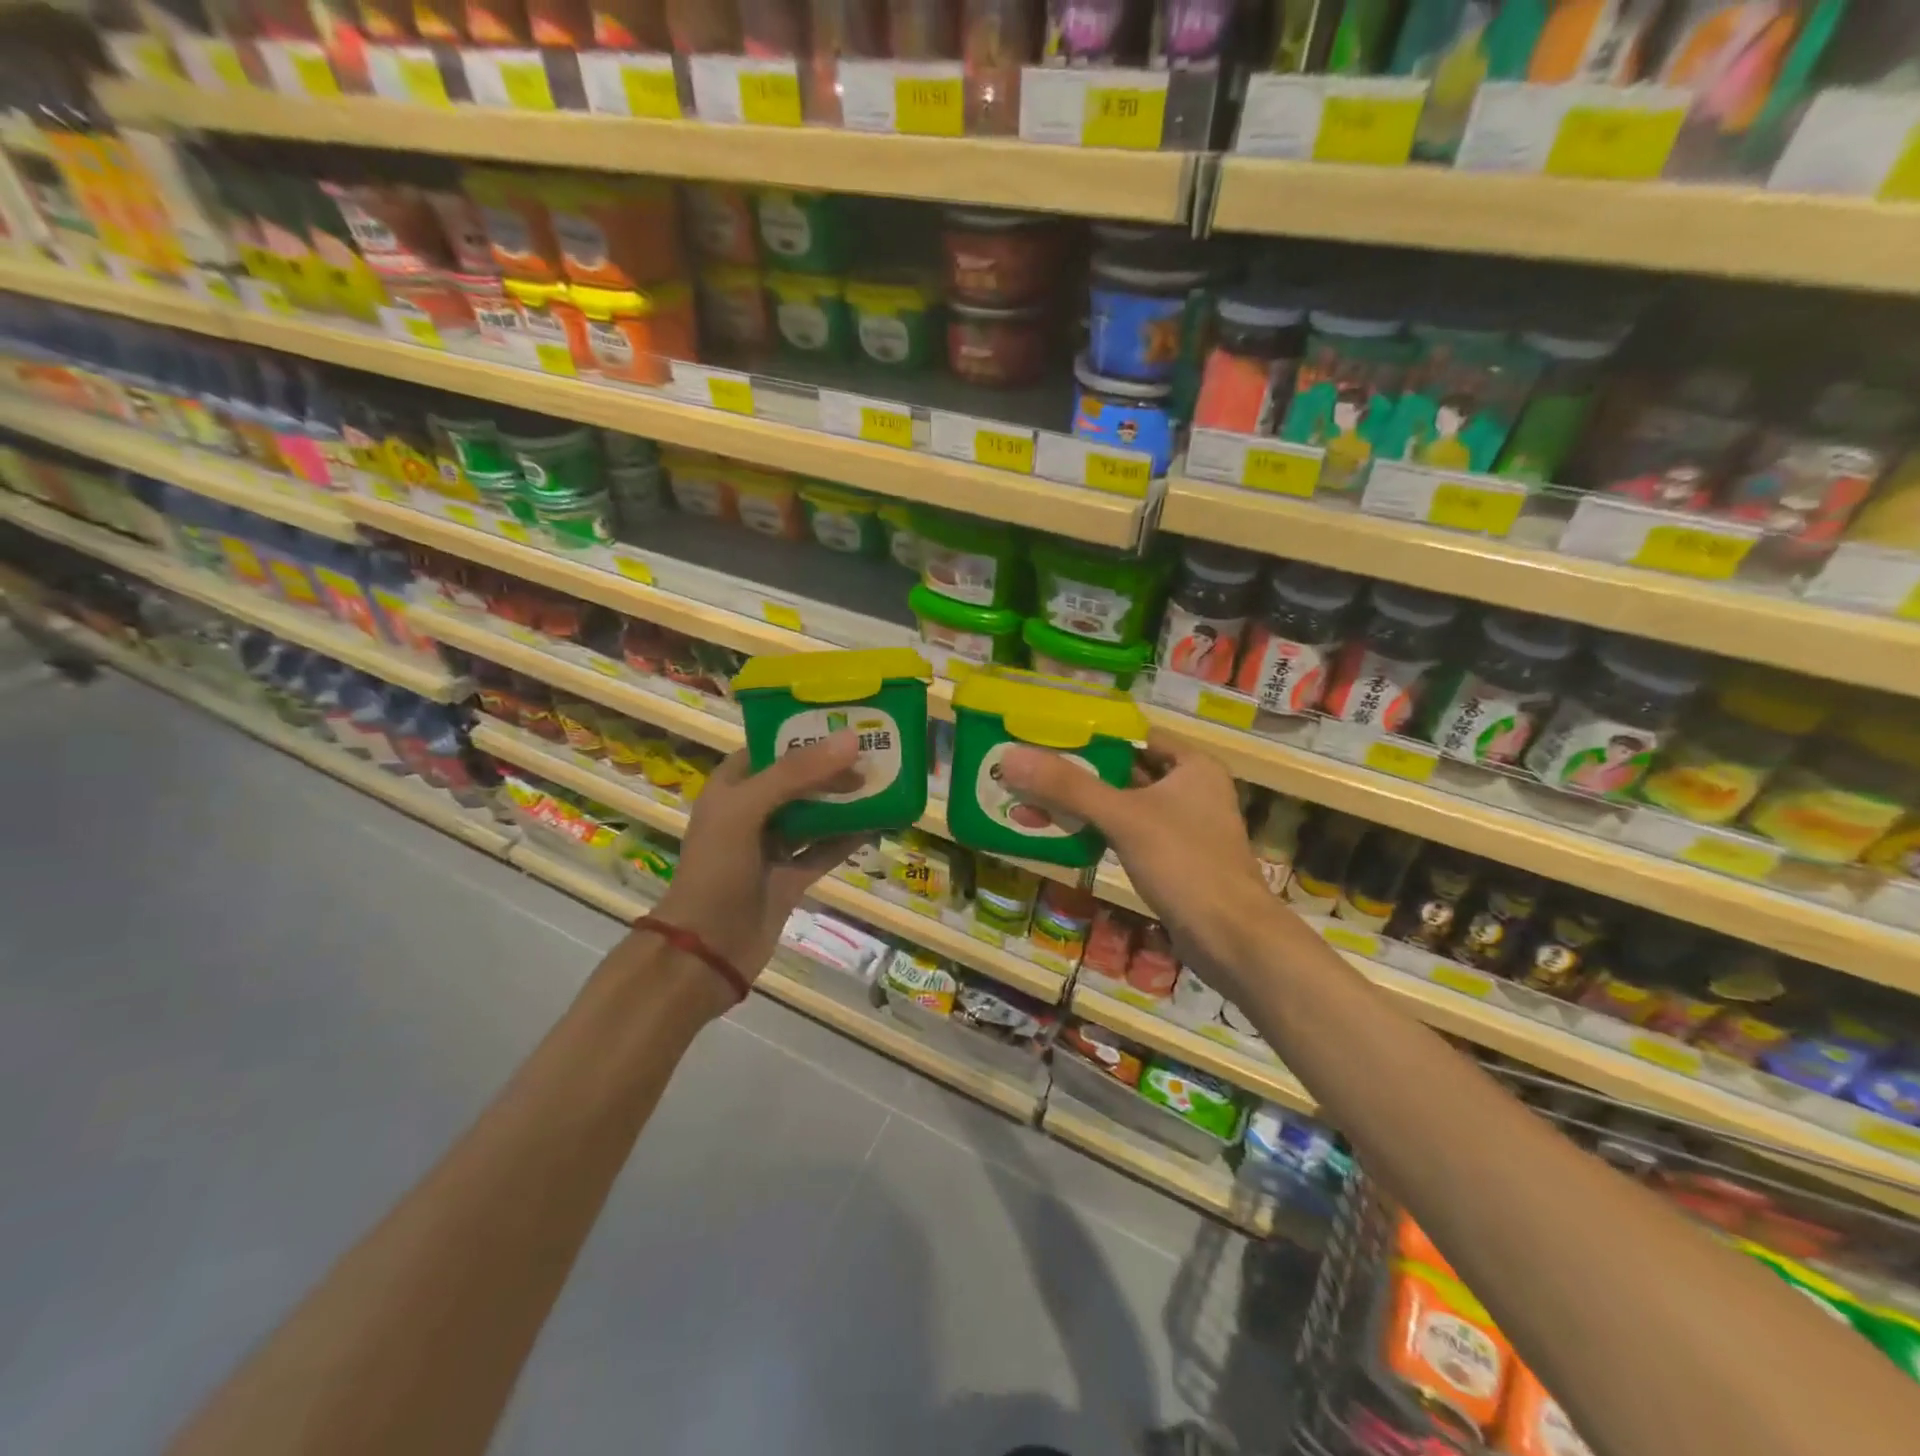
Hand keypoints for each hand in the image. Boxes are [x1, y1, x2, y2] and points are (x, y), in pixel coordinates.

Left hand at [653, 731, 866, 981]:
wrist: (707, 949)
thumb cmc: (717, 869)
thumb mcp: (747, 810)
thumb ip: (797, 774)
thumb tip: (851, 740)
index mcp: (732, 787)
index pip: (771, 747)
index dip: (805, 733)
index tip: (846, 721)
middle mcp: (753, 811)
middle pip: (799, 779)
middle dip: (833, 767)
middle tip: (875, 751)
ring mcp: (773, 845)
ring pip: (816, 813)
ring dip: (845, 800)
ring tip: (884, 780)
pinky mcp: (792, 875)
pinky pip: (826, 848)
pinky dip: (850, 837)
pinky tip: (880, 823)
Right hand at [1000, 732, 1288, 996]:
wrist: (1232, 940)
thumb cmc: (1185, 864)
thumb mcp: (1124, 817)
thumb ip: (1068, 787)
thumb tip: (1010, 757)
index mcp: (1192, 766)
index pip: (1134, 735)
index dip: (1091, 733)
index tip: (1046, 734)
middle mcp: (1190, 790)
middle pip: (1123, 770)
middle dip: (1077, 772)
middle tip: (1029, 769)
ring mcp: (1182, 828)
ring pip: (1121, 805)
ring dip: (1081, 805)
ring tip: (1030, 800)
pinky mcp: (1171, 860)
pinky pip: (1125, 834)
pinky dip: (1095, 832)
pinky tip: (1059, 834)